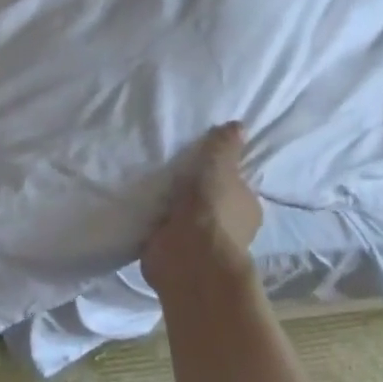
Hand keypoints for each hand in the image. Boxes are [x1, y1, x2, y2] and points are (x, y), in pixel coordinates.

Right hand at [142, 122, 262, 295]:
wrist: (188, 256)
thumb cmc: (212, 208)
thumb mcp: (220, 167)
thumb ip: (225, 147)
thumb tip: (239, 125)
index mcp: (245, 208)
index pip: (236, 186)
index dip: (221, 174)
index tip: (200, 160)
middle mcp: (226, 227)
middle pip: (208, 202)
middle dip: (192, 191)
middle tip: (167, 167)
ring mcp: (197, 242)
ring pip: (183, 217)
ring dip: (169, 207)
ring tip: (147, 183)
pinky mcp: (172, 252)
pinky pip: (161, 230)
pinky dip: (152, 222)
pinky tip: (137, 205)